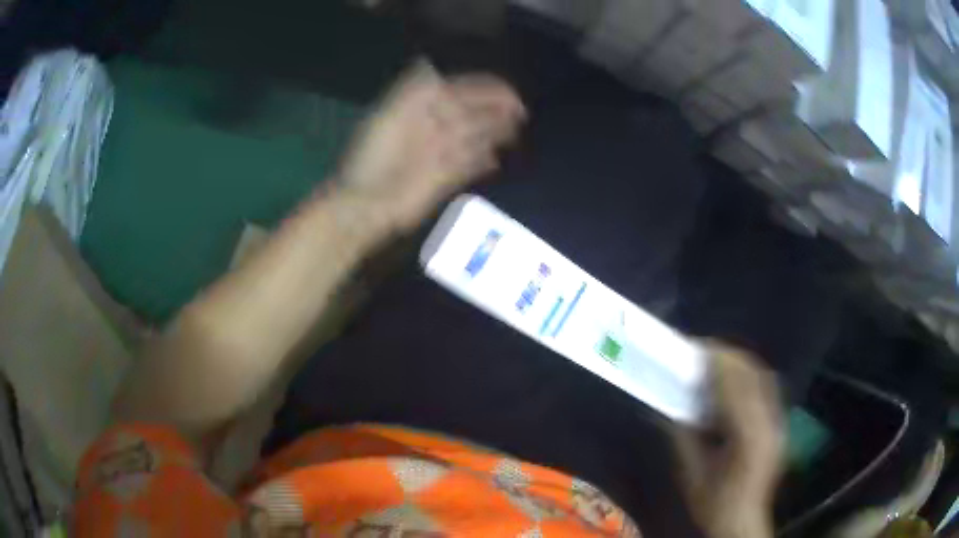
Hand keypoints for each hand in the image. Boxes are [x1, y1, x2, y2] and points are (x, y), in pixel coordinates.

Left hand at [337, 60, 524, 232]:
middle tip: (521, 113)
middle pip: (470, 114)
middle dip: (495, 111)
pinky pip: (468, 167)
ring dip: (494, 133)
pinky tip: (495, 161)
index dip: (484, 90)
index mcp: (420, 109)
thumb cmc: (376, 155)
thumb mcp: (391, 113)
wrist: (369, 202)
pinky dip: (481, 163)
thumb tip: (434, 66)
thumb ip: (414, 89)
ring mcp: (440, 154)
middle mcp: (433, 127)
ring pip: (473, 138)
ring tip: (514, 133)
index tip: (510, 93)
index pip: (459, 91)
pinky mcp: (446, 179)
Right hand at [673, 342, 784, 537]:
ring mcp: (778, 422)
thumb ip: (684, 436)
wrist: (742, 520)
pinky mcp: (779, 424)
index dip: (717, 363)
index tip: (697, 348)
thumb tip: (670, 405)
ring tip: (717, 361)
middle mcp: (769, 424)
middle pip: (753, 375)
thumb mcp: (692, 473)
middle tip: (703, 351)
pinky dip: (749, 377)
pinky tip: (733, 382)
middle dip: (729, 357)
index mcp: (748, 438)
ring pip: (763, 378)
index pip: (736, 387)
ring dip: (740, 364)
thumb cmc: (714, 502)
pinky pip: (766, 389)